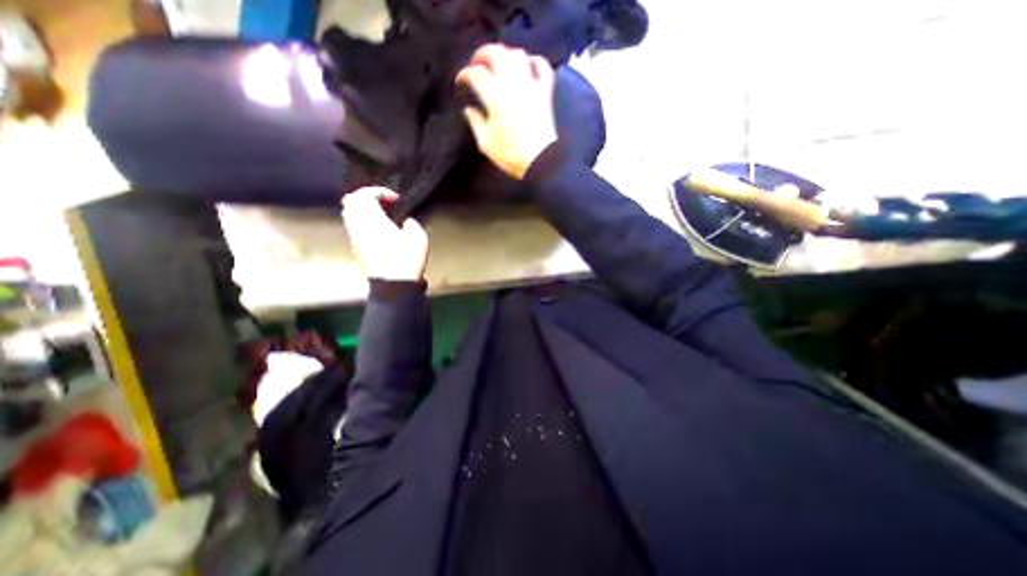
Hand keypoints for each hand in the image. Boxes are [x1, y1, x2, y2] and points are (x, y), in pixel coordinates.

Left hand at [341, 187, 430, 280]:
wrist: (394, 286)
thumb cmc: (406, 259)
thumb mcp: (418, 238)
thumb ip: (411, 224)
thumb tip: (406, 222)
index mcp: (372, 219)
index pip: (365, 194)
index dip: (379, 191)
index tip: (395, 199)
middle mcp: (358, 226)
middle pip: (351, 201)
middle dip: (366, 197)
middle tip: (383, 203)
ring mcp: (355, 238)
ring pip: (349, 214)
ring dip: (363, 210)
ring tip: (381, 215)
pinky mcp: (356, 249)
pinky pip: (354, 227)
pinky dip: (363, 221)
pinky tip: (379, 230)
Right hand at [453, 44, 557, 178]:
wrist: (540, 162)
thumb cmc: (510, 156)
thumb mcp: (486, 144)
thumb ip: (475, 123)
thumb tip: (468, 109)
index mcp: (495, 98)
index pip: (476, 74)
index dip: (465, 75)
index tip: (461, 82)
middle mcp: (512, 85)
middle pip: (496, 54)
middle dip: (482, 54)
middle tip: (476, 63)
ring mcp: (531, 86)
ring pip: (518, 55)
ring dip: (506, 54)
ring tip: (499, 64)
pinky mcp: (544, 93)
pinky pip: (543, 67)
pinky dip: (535, 61)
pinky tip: (527, 65)